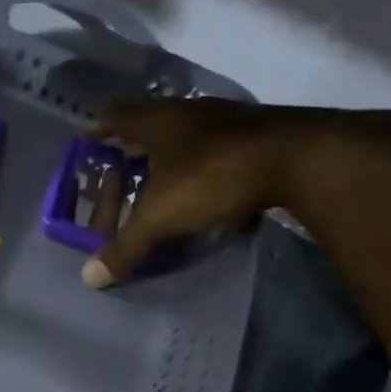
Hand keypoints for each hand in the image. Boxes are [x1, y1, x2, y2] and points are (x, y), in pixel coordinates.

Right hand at [80, 97, 390, 286]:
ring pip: (187, 136)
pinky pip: (220, 151)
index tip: (86, 143)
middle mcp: (189, 113)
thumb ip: (126, 247)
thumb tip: (90, 278)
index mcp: (157, 121)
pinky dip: (206, 169)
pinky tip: (208, 195)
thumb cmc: (214, 177)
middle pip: (149, 124)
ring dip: (171, 158)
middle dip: (132, 149)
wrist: (304, 158)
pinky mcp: (259, 136)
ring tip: (160, 186)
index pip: (114, 115)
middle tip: (118, 172)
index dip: (97, 130)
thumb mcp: (161, 217)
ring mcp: (228, 121)